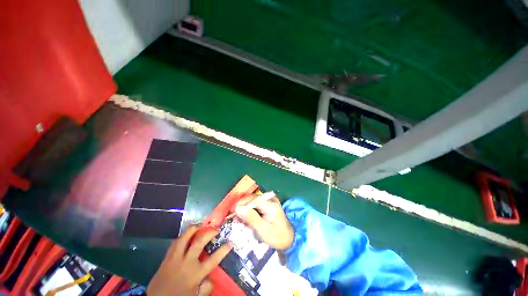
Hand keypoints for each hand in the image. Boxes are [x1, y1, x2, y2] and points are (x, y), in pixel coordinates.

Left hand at [147, 225, 232, 295]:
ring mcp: (175, 258)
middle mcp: (187, 262)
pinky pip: (175, 242)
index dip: (224, 249)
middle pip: (199, 241)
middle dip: (210, 232)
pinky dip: (183, 236)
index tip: (231, 242)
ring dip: (194, 229)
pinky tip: (186, 236)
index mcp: (196, 274)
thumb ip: (207, 287)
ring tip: (201, 226)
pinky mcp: (166, 257)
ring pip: (185, 237)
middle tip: (216, 229)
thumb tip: (212, 276)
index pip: (214, 259)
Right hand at [232, 194, 293, 249]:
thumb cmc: (276, 237)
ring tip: (239, 220)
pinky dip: (249, 210)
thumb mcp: (263, 231)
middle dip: (242, 207)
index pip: (252, 200)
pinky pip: (255, 203)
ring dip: (244, 209)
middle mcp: (270, 199)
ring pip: (252, 200)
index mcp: (270, 204)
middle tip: (234, 219)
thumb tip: (237, 208)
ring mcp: (269, 200)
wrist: (289, 238)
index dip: (240, 205)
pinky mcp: (268, 203)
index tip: (231, 214)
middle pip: (251, 198)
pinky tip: (246, 218)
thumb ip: (251, 218)